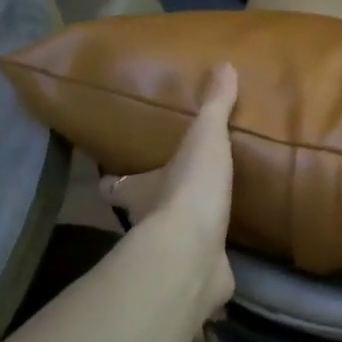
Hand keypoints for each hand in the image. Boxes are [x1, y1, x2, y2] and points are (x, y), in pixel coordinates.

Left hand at [99, 63, 237, 314]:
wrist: (194, 253)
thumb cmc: (189, 190)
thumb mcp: (204, 139)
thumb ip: (214, 106)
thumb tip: (224, 64)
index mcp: (140, 191)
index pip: (114, 186)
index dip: (113, 181)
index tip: (113, 177)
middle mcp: (148, 225)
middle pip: (142, 214)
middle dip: (154, 206)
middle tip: (174, 194)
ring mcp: (174, 255)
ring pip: (173, 243)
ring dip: (186, 234)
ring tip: (211, 220)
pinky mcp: (200, 278)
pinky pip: (205, 268)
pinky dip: (213, 264)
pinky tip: (228, 256)